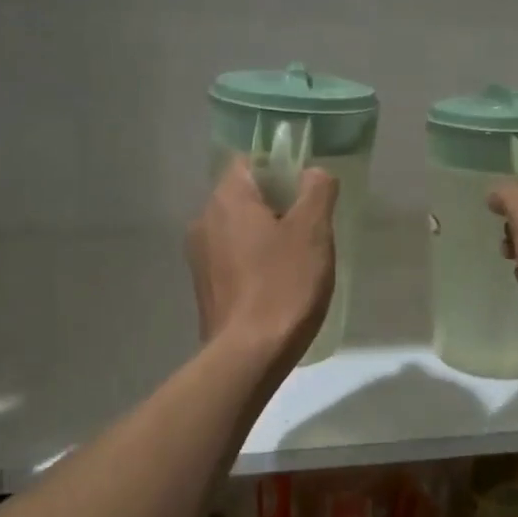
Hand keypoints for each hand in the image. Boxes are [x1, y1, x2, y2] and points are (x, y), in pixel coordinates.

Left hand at [188, 158, 337, 360]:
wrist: (249, 355)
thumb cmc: (283, 284)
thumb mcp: (313, 231)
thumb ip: (317, 190)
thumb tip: (313, 172)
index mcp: (226, 199)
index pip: (249, 161)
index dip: (280, 168)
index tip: (306, 192)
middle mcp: (204, 220)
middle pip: (244, 196)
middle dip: (277, 205)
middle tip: (310, 227)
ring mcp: (200, 257)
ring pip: (239, 229)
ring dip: (266, 235)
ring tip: (297, 259)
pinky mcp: (204, 287)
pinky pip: (233, 258)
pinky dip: (254, 261)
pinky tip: (278, 283)